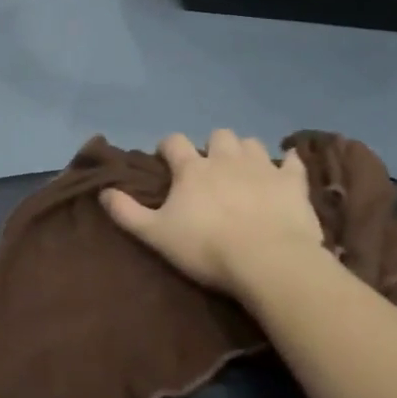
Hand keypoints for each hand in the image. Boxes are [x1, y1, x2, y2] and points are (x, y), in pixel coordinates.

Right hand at [101, 130, 326, 298]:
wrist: (268, 261)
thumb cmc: (207, 248)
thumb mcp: (156, 234)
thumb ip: (127, 212)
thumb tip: (103, 191)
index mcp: (192, 168)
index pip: (174, 141)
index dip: (168, 148)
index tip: (166, 161)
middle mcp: (226, 158)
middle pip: (218, 136)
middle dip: (212, 147)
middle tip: (210, 169)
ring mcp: (262, 167)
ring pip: (251, 143)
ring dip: (245, 152)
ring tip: (243, 170)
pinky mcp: (293, 183)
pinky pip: (293, 162)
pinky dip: (288, 163)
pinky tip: (286, 169)